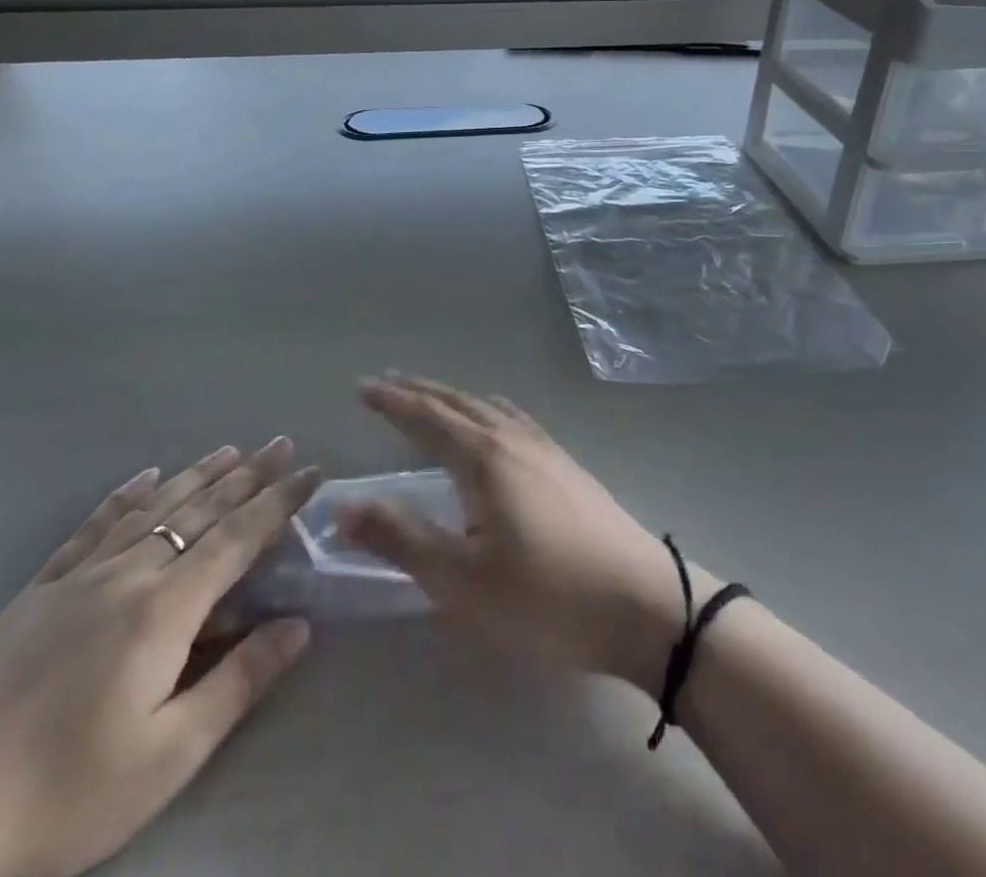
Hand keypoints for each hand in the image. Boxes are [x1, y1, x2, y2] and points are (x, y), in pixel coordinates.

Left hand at [0, 441, 320, 876]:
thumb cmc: (64, 795)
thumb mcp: (169, 754)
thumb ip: (239, 680)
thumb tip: (299, 624)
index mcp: (165, 608)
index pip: (238, 537)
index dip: (279, 502)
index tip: (312, 472)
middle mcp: (128, 573)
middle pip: (200, 510)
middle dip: (248, 475)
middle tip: (281, 443)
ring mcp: (79, 577)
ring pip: (152, 508)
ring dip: (197, 475)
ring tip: (230, 449)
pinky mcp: (38, 591)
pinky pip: (92, 527)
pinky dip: (125, 496)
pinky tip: (143, 477)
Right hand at [340, 376, 717, 695]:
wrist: (643, 604)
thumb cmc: (545, 597)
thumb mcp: (461, 580)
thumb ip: (401, 538)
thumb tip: (342, 506)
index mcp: (483, 457)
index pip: (427, 417)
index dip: (392, 401)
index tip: (362, 387)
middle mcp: (513, 439)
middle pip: (458, 403)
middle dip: (420, 391)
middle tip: (388, 381)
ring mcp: (546, 449)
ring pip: (490, 407)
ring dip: (455, 398)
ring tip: (434, 398)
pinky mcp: (568, 466)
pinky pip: (517, 419)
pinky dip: (491, 409)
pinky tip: (497, 422)